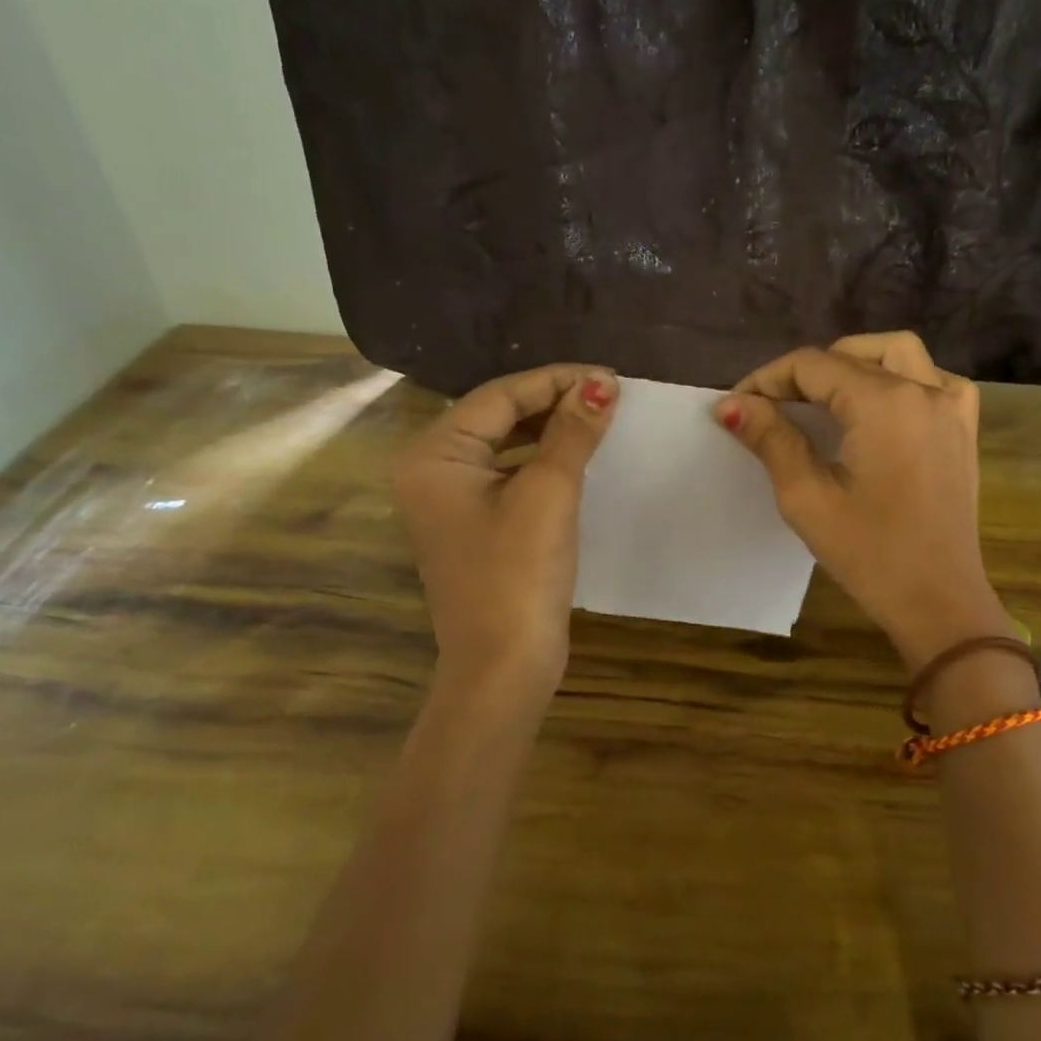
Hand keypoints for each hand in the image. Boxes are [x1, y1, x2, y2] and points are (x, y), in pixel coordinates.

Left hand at [396, 365, 619, 697]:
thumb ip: (573, 433)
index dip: (555, 381)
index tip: (607, 375)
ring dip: (550, 430)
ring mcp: (451, 501)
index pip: (498, 396)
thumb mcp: (549, 494)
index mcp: (434, 456)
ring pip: (505, 445)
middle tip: (607, 394)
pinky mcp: (475, 525)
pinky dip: (542, 461)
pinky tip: (576, 457)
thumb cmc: (519, 575)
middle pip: (497, 417)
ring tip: (598, 418)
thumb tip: (601, 382)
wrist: (504, 666)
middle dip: (552, 402)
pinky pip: (509, 475)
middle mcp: (432, 471)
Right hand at [714, 332, 1008, 665]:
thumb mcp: (807, 498)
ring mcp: (953, 407)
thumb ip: (771, 440)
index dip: (768, 379)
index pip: (813, 366)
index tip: (737, 405)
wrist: (940, 602)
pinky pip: (933, 380)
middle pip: (853, 355)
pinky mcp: (964, 430)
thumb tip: (731, 404)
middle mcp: (924, 390)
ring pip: (898, 354)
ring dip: (854, 363)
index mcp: (884, 403)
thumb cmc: (870, 555)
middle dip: (805, 373)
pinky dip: (900, 379)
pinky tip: (880, 408)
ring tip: (821, 396)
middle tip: (772, 406)